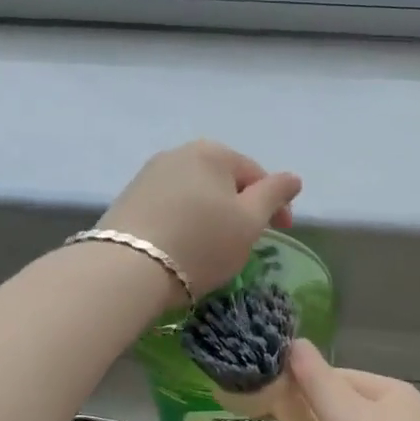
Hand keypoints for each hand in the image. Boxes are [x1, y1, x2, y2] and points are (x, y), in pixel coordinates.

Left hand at [99, 141, 300, 302]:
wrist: (126, 268)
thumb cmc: (201, 242)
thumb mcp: (250, 221)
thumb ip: (274, 195)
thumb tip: (292, 178)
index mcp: (213, 152)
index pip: (257, 174)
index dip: (275, 204)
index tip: (282, 233)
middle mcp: (179, 153)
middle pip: (224, 181)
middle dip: (240, 207)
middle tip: (247, 241)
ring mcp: (149, 174)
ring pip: (196, 194)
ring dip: (212, 215)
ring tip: (213, 247)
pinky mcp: (129, 198)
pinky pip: (171, 206)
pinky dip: (185, 222)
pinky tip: (184, 246)